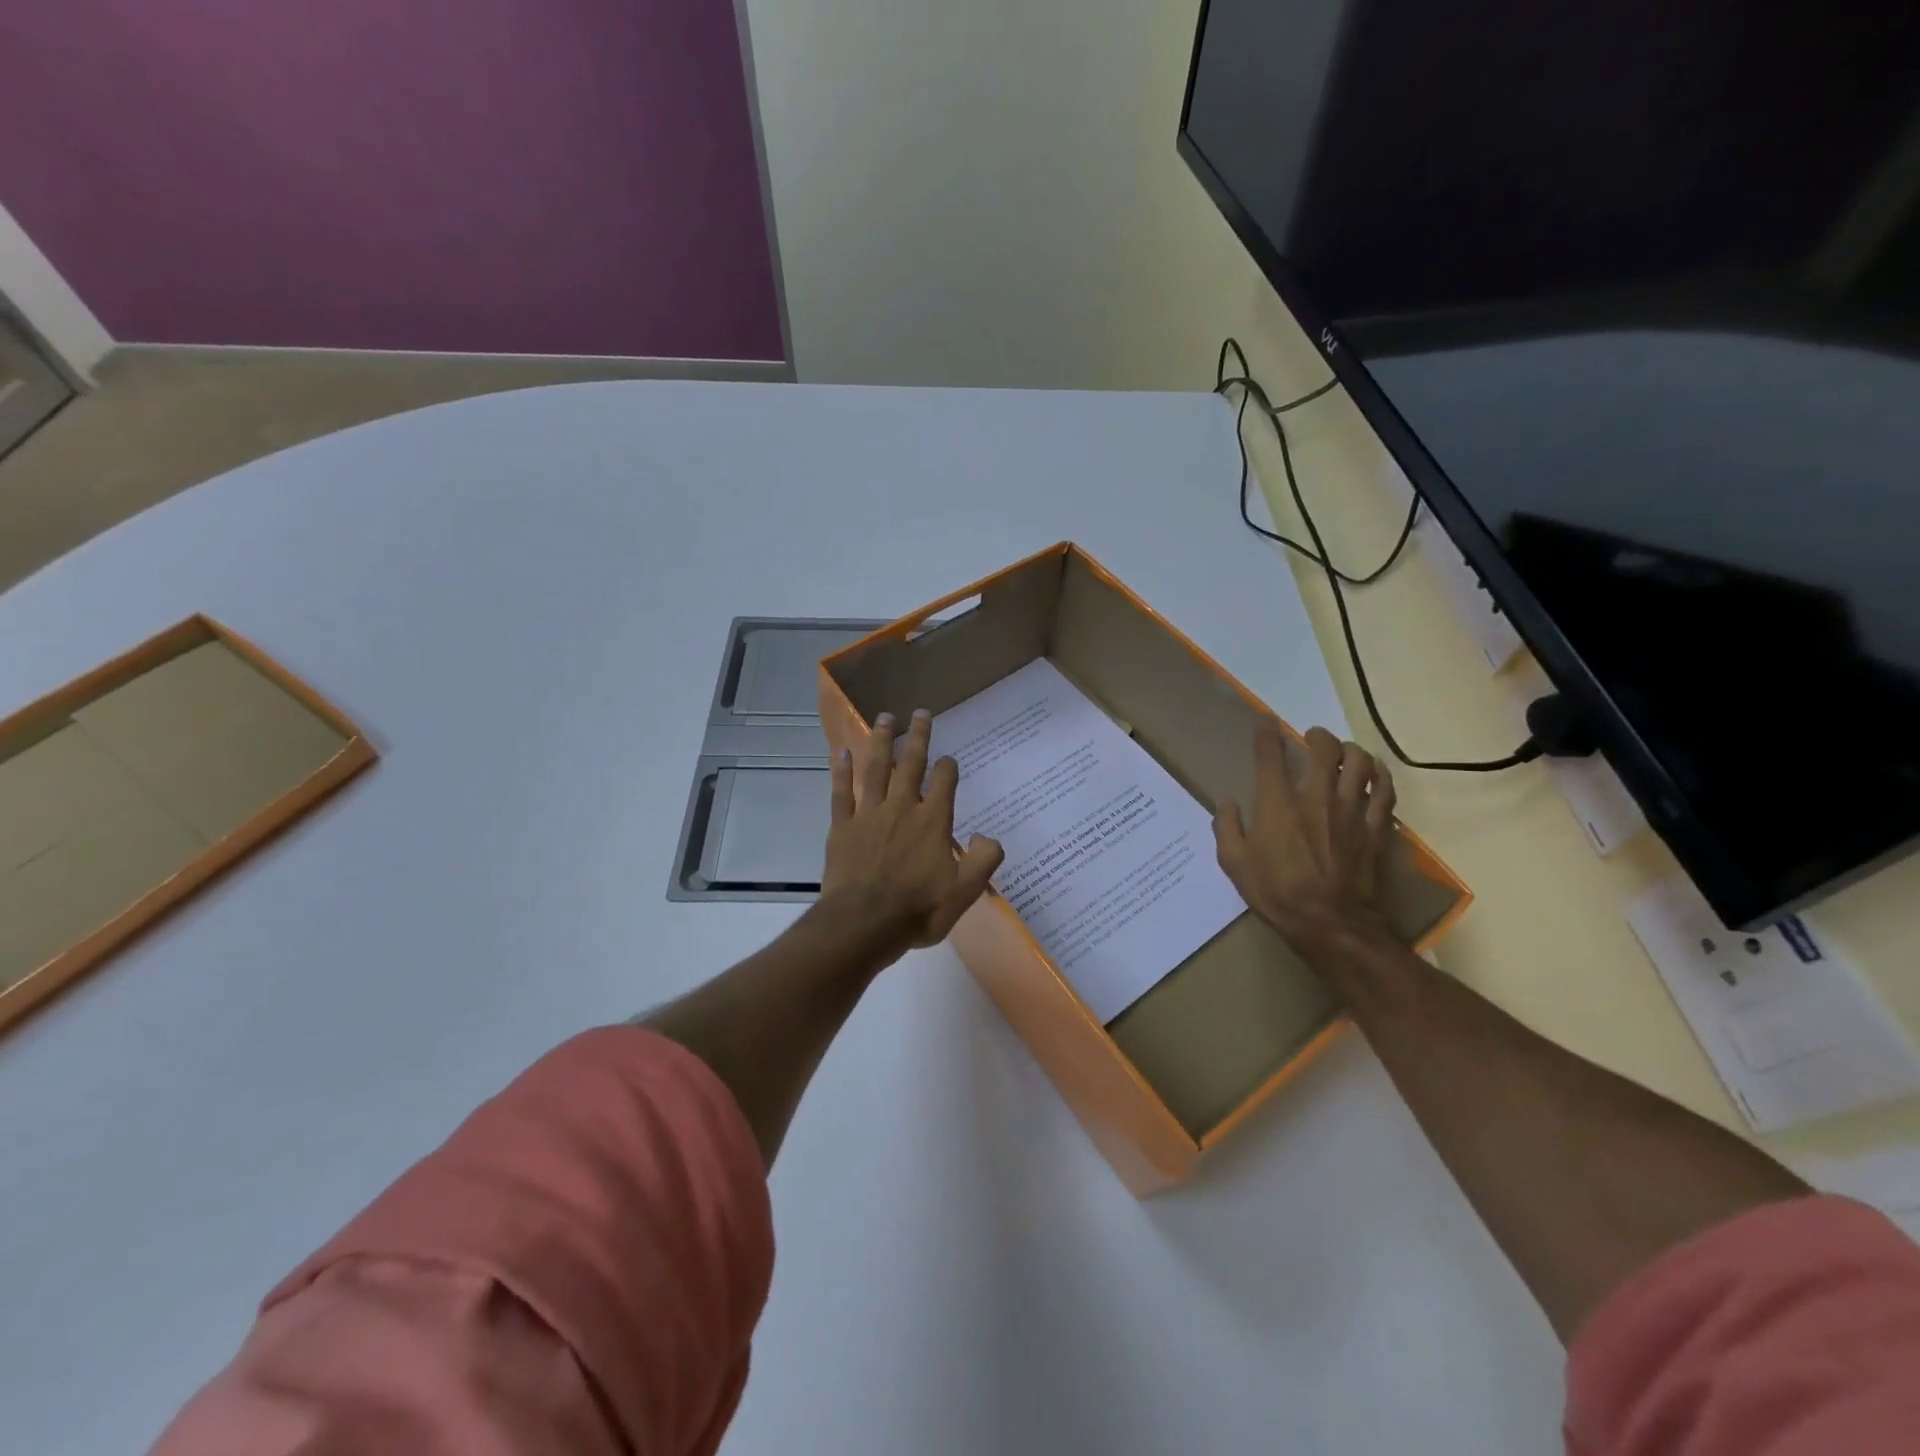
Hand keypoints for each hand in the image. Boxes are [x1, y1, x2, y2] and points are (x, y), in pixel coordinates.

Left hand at [819, 709, 1004, 961]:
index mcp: (933, 821)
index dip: (949, 767)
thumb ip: (983, 860)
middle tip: (920, 712)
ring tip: (884, 717)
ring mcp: (869, 814)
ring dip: (882, 742)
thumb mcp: (964, 892)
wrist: (863, 924)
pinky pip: (841, 792)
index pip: (945, 782)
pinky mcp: (842, 827)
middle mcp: (902, 808)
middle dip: (918, 737)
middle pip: (911, 764)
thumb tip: (990, 837)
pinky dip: (841, 772)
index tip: (950, 760)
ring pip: (876, 769)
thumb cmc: (917, 910)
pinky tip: (841, 752)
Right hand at [1213, 720, 1395, 947]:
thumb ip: (1227, 827)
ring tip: (1345, 753)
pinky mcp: (1376, 827)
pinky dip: (1381, 776)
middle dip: (1318, 736)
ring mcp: (1351, 810)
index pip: (1271, 754)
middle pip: (1325, 749)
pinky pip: (1386, 791)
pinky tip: (1376, 774)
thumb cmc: (1276, 892)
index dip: (1267, 732)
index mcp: (1277, 802)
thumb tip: (1227, 803)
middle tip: (1313, 738)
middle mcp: (1316, 796)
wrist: (1329, 922)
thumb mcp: (1234, 863)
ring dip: (1352, 751)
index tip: (1266, 722)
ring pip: (1361, 762)